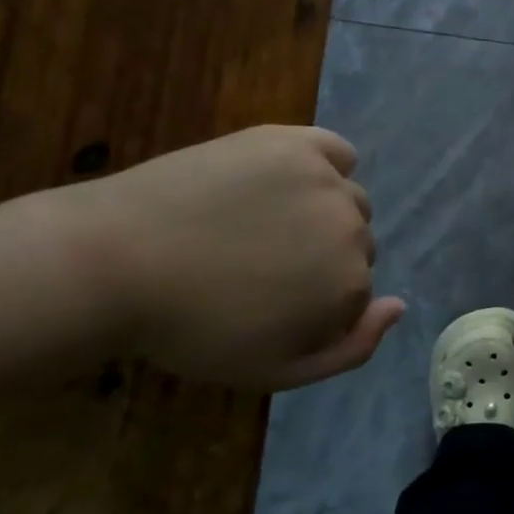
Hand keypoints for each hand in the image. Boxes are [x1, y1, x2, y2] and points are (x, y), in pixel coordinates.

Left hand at [58, 125, 403, 390]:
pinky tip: (287, 179)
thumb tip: (400, 305)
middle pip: (358, 242)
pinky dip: (325, 165)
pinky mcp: (297, 143)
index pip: (358, 290)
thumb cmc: (190, 328)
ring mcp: (326, 181)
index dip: (318, 301)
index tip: (270, 303)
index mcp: (350, 285)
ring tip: (260, 222)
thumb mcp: (273, 370)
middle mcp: (353, 229)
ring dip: (321, 212)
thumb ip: (350, 349)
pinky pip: (337, 152)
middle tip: (259, 263)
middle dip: (322, 255)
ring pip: (348, 199)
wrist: (114, 263)